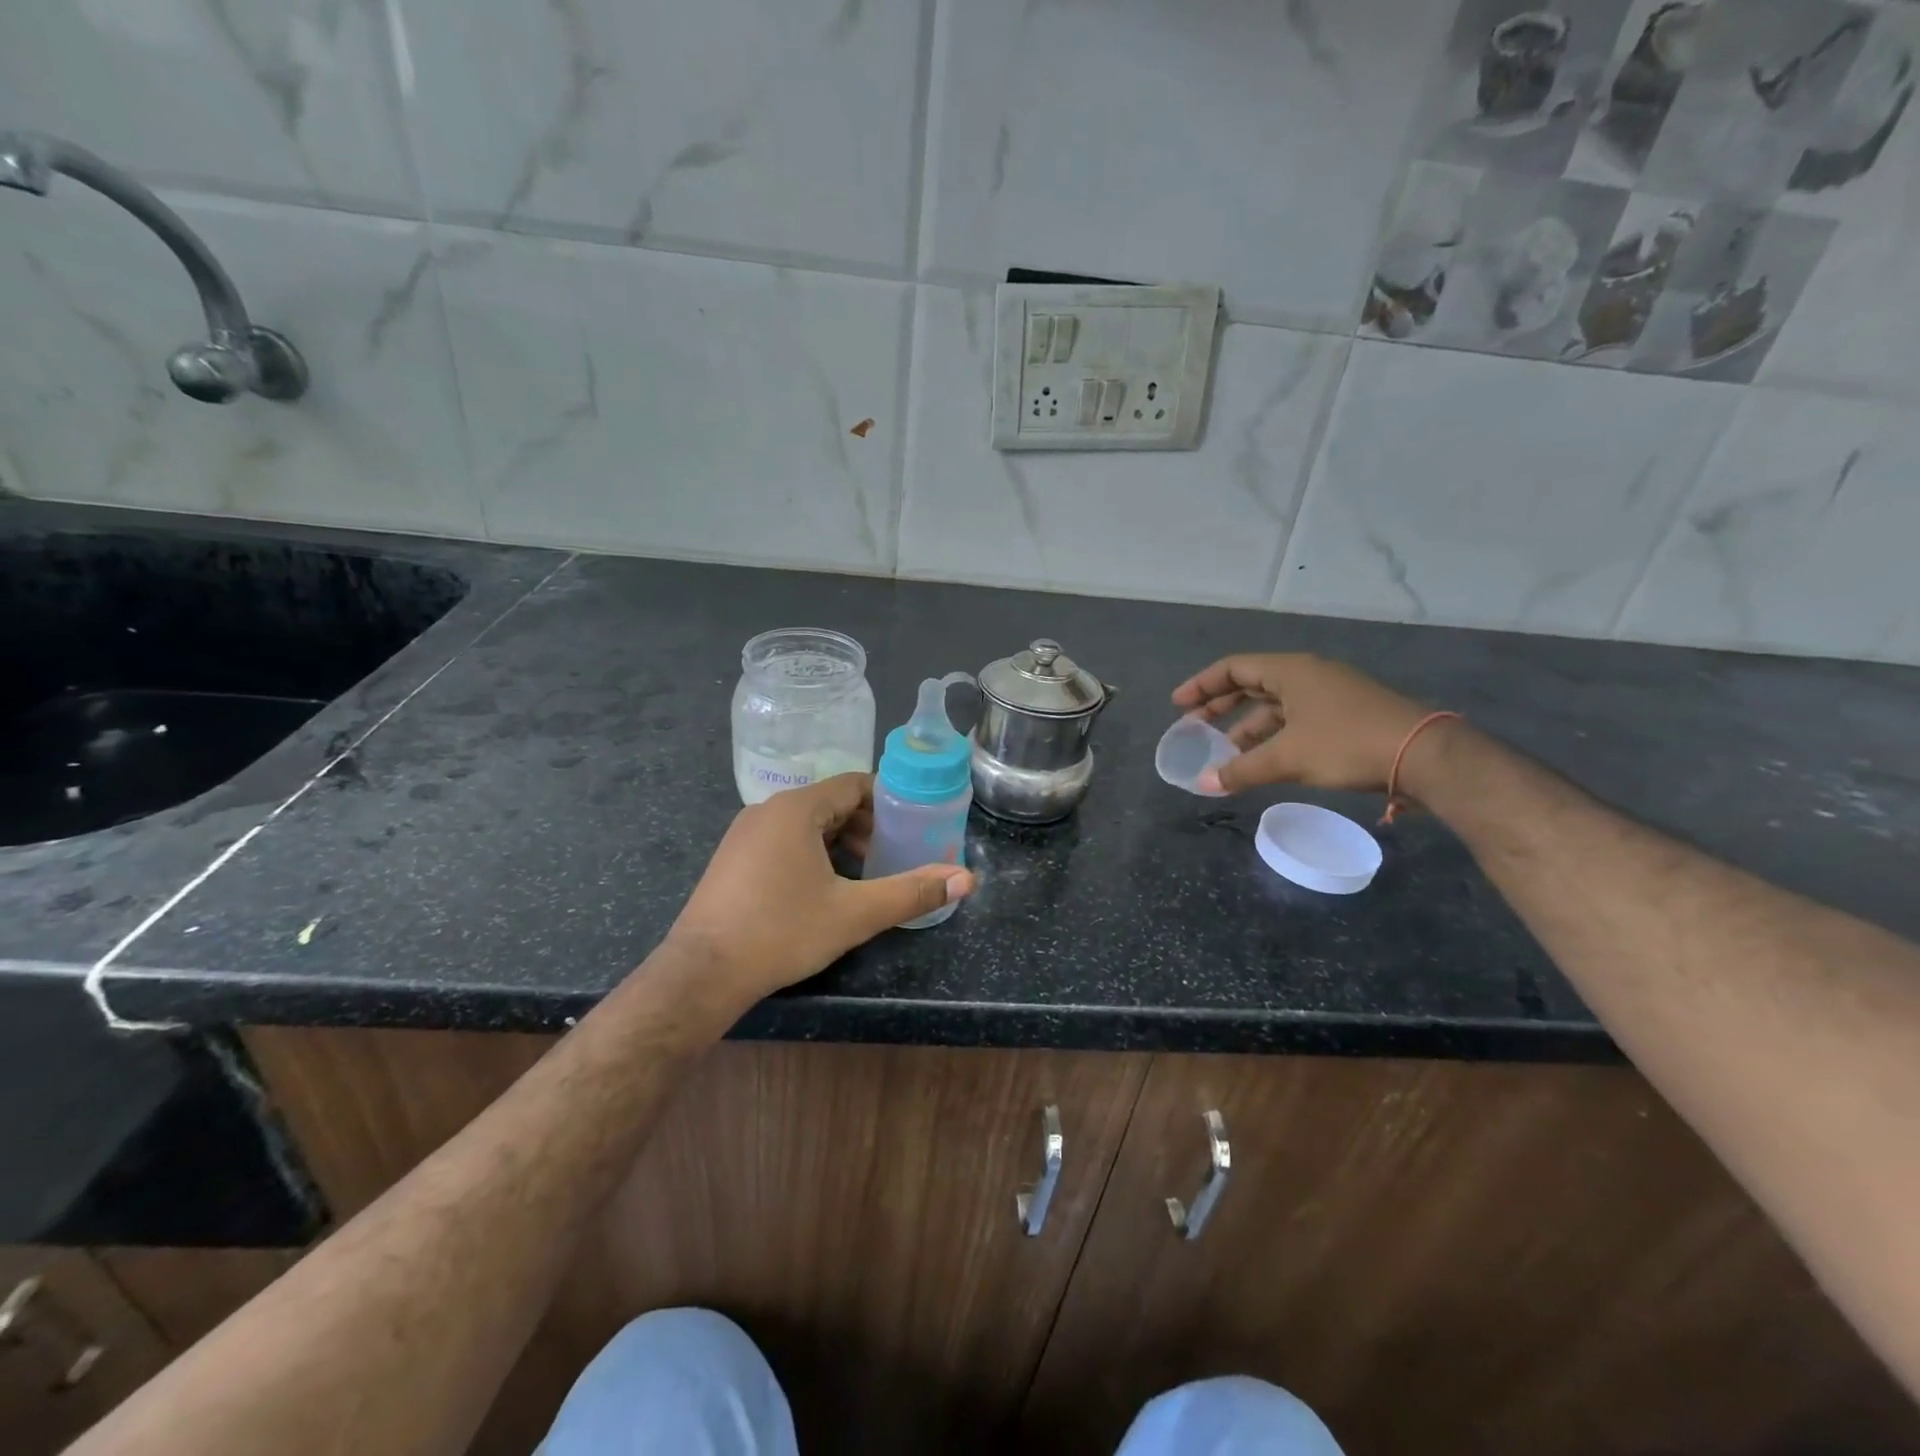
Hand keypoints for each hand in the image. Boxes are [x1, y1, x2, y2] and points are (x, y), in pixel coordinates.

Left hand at [665, 774, 975, 1007]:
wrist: (702, 973)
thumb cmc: (782, 932)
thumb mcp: (855, 913)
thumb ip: (912, 892)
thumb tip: (967, 879)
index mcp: (797, 809)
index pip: (854, 784)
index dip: (888, 800)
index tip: (913, 824)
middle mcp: (767, 810)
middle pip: (831, 802)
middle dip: (866, 825)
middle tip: (893, 854)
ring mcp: (744, 833)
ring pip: (806, 823)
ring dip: (840, 841)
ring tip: (864, 873)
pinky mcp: (732, 858)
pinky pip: (782, 839)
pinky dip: (810, 851)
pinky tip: (821, 887)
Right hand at [1171, 653, 1430, 795]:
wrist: (1425, 755)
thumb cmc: (1347, 743)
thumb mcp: (1288, 757)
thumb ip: (1242, 770)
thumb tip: (1204, 784)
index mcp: (1291, 671)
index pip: (1234, 668)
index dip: (1201, 685)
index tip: (1178, 705)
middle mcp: (1308, 675)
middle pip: (1252, 684)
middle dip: (1220, 706)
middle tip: (1193, 725)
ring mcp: (1329, 694)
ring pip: (1275, 706)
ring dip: (1247, 727)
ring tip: (1224, 753)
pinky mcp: (1345, 715)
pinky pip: (1295, 719)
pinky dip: (1273, 736)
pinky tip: (1263, 759)